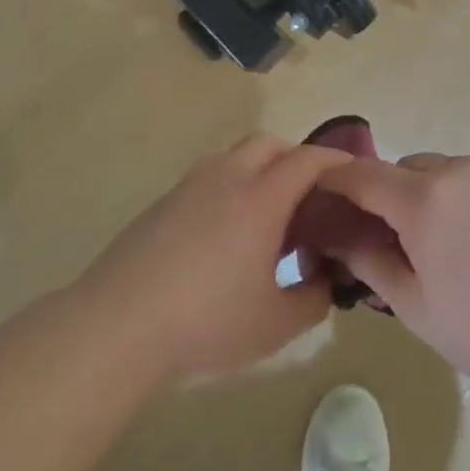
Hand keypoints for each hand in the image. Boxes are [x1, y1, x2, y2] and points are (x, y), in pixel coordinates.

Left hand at [80, 135, 349, 382]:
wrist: (117, 325)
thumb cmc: (206, 322)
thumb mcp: (276, 324)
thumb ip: (314, 299)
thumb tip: (325, 281)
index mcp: (259, 199)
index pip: (306, 160)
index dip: (334, 160)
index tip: (352, 172)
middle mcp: (225, 179)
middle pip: (268, 144)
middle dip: (295, 158)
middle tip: (309, 195)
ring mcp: (187, 188)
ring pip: (232, 157)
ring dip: (258, 170)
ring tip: (266, 215)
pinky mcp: (161, 204)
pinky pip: (207, 179)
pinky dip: (229, 188)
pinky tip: (224, 235)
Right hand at [313, 154, 469, 407]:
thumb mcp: (414, 306)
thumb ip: (368, 260)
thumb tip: (337, 236)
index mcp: (424, 199)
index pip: (362, 174)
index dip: (335, 182)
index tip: (321, 197)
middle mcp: (459, 171)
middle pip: (403, 170)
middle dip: (385, 196)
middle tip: (388, 242)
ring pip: (442, 173)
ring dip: (426, 196)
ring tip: (440, 246)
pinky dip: (462, 199)